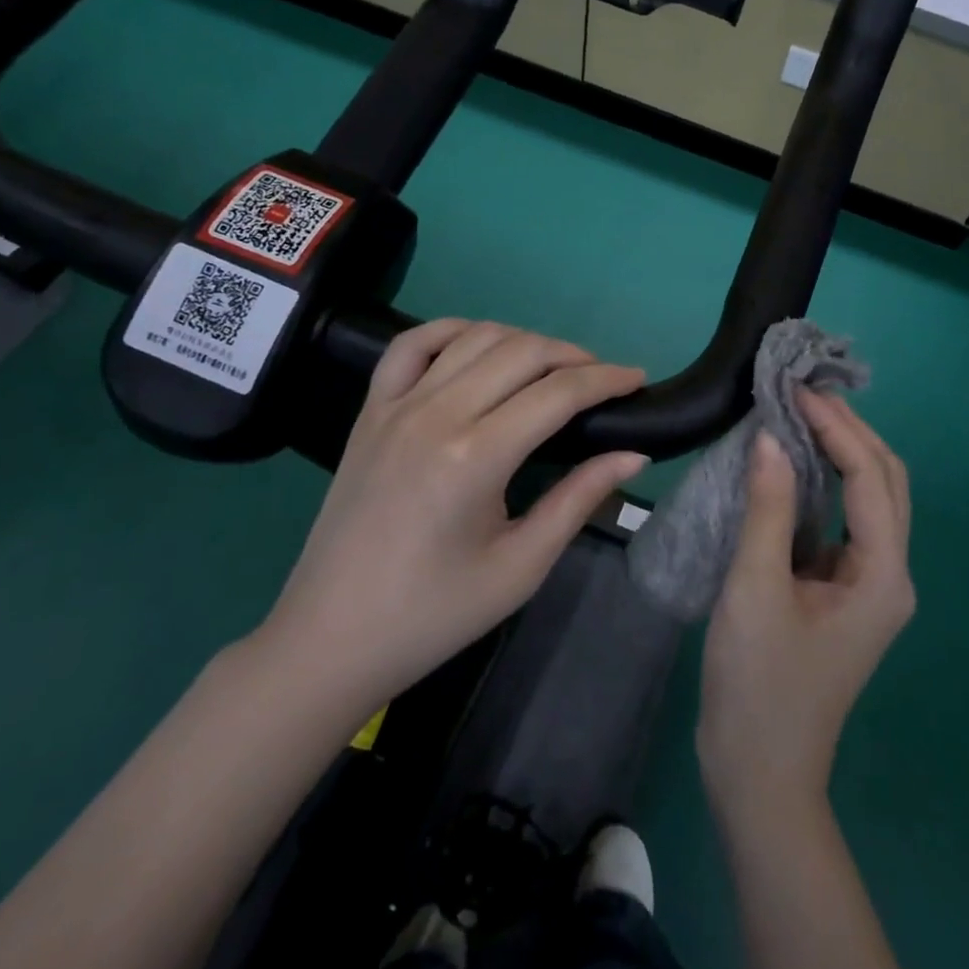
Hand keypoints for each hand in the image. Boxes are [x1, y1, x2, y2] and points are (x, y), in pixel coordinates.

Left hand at [256, 319, 648, 716]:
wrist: (331, 638)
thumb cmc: (435, 613)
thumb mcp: (520, 567)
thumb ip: (579, 500)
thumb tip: (633, 454)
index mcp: (476, 457)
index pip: (559, 393)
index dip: (607, 379)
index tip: (638, 379)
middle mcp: (436, 414)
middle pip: (523, 351)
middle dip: (574, 356)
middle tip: (602, 380)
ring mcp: (397, 405)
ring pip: (475, 337)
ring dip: (525, 340)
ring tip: (553, 367)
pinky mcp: (371, 410)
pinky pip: (412, 344)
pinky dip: (454, 329)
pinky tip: (480, 343)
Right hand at [697, 391, 914, 821]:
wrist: (759, 775)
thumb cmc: (758, 684)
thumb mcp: (755, 589)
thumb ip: (768, 508)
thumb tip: (772, 437)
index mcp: (882, 575)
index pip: (870, 477)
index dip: (836, 428)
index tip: (796, 391)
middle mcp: (890, 573)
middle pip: (886, 481)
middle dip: (851, 430)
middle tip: (803, 392)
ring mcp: (871, 584)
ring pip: (871, 498)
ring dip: (843, 452)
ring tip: (802, 413)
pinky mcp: (846, 591)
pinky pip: (845, 520)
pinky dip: (827, 482)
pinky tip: (794, 464)